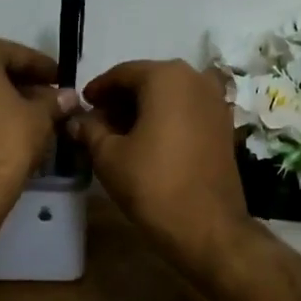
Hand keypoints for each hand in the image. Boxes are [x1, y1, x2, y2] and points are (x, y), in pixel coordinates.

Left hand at [0, 32, 76, 225]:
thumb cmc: (3, 140)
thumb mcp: (39, 117)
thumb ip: (53, 100)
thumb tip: (68, 96)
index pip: (18, 54)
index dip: (45, 69)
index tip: (64, 81)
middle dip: (21, 84)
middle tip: (50, 101)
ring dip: (0, 100)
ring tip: (31, 118)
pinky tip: (5, 131)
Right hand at [67, 59, 251, 265]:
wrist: (208, 226)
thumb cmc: (153, 184)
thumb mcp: (109, 156)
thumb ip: (90, 130)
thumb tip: (76, 120)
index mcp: (166, 77)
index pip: (122, 73)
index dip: (98, 89)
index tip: (82, 106)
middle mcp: (195, 78)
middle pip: (148, 81)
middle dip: (121, 100)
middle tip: (97, 123)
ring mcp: (215, 101)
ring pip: (169, 96)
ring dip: (144, 110)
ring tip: (119, 135)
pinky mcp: (224, 124)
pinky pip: (187, 110)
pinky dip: (166, 119)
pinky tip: (149, 142)